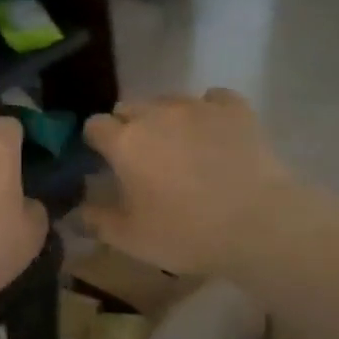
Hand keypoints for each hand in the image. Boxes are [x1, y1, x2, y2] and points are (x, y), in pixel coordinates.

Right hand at [80, 90, 296, 277]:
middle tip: (142, 159)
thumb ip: (97, 221)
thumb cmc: (187, 233)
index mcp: (124, 142)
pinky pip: (213, 99)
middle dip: (128, 127)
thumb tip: (77, 211)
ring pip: (168, 101)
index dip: (96, 142)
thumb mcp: (131, 239)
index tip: (105, 161)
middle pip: (129, 107)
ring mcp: (197, 107)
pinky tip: (215, 132)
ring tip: (180, 147)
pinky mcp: (235, 109)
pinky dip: (208, 112)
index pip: (95, 125)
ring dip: (165, 118)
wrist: (261, 224)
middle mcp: (155, 114)